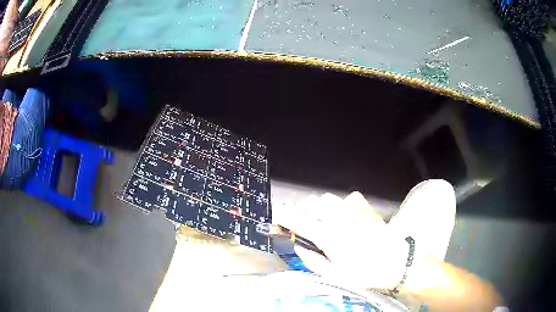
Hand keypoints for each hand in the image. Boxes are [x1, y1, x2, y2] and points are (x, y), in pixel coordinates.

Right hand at [272, 180, 455, 291]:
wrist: (397, 263)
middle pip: (312, 203)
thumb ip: (313, 260)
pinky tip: (348, 217)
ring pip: (328, 199)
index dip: (283, 217)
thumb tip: (300, 247)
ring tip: (328, 223)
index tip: (277, 220)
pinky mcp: (366, 207)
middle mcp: (339, 218)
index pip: (298, 220)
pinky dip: (343, 206)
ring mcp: (354, 209)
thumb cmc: (366, 274)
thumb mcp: (335, 274)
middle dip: (305, 213)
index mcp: (329, 237)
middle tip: (307, 227)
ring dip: (322, 210)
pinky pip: (348, 198)